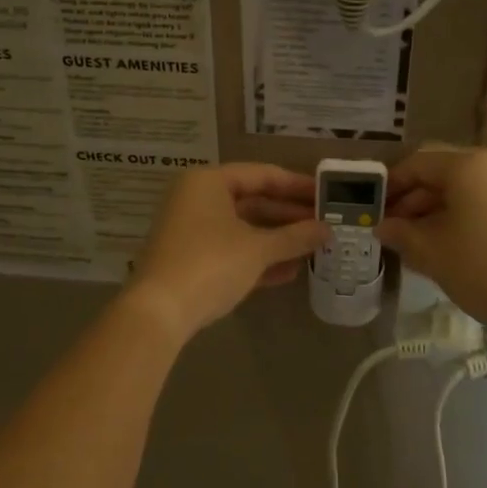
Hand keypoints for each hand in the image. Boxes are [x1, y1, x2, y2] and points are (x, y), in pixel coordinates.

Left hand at [127, 164, 330, 341]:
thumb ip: (295, 237)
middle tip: (325, 224)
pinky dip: (258, 258)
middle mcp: (197, 199)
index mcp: (209, 182)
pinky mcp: (191, 259)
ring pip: (243, 228)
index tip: (326, 196)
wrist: (159, 312)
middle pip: (253, 201)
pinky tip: (289, 271)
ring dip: (277, 239)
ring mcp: (191, 230)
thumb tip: (328, 230)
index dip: (297, 186)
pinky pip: (231, 250)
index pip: (262, 175)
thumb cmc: (211, 264)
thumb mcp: (258, 249)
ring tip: (314, 248)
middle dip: (289, 216)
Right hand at [376, 149, 486, 333]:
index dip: (389, 187)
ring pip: (457, 196)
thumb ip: (400, 233)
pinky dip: (454, 224)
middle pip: (436, 178)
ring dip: (429, 217)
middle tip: (386, 233)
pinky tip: (442, 252)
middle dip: (408, 205)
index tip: (370, 211)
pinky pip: (476, 209)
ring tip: (410, 247)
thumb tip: (382, 226)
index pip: (415, 165)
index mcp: (465, 167)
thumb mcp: (431, 252)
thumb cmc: (484, 268)